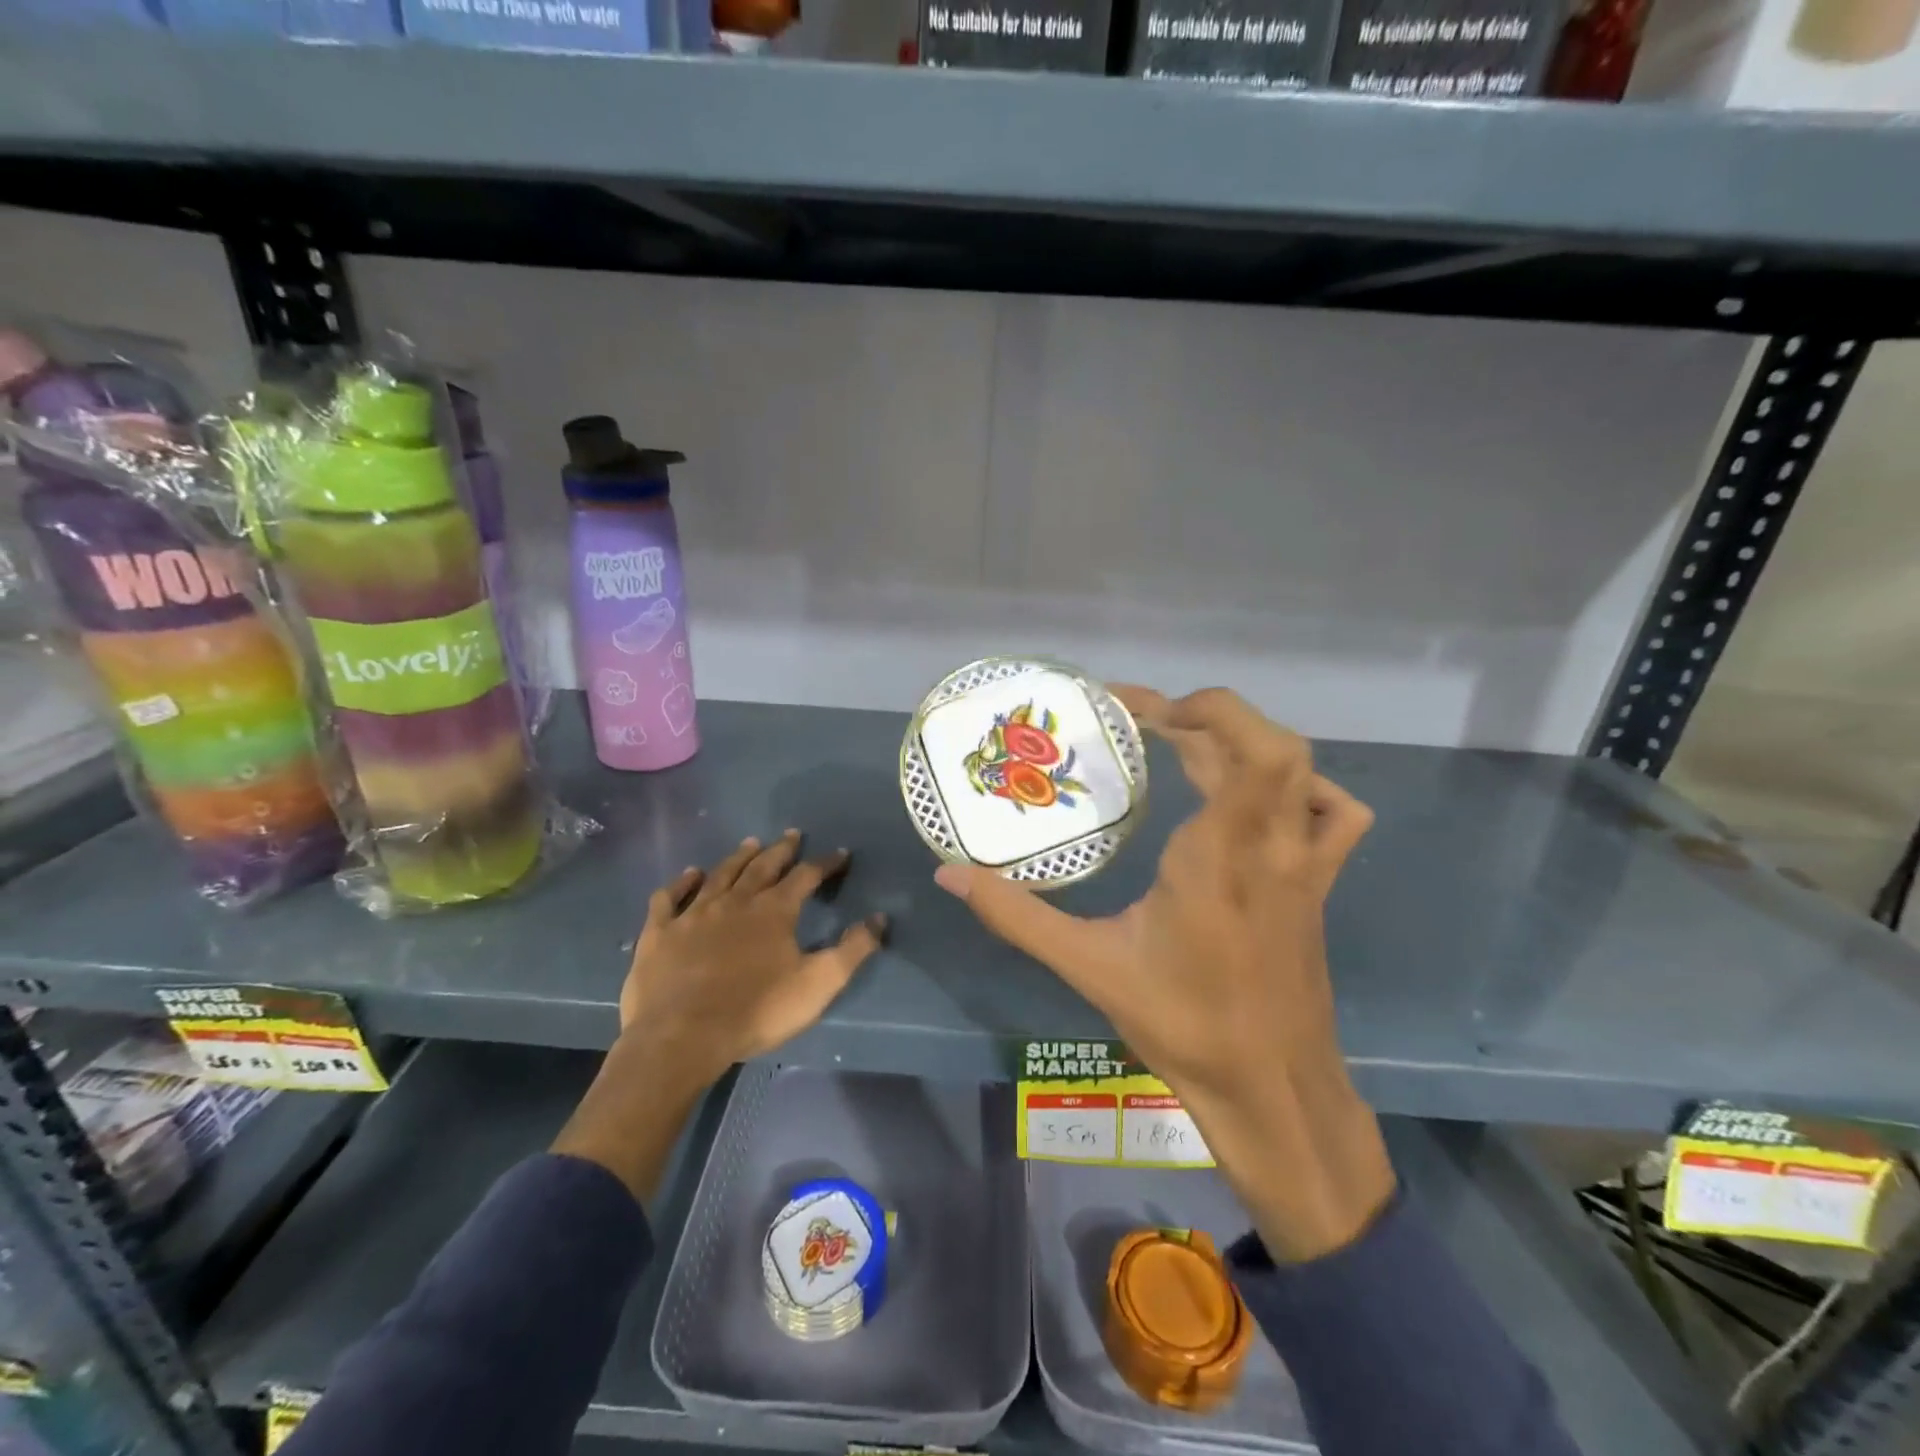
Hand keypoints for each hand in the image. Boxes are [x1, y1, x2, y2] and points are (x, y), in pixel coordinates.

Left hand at [555, 831, 886, 1203]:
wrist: (682, 1037)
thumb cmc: (757, 1011)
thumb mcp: (818, 984)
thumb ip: (852, 950)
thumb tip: (879, 918)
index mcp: (774, 910)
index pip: (807, 876)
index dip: (826, 863)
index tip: (840, 854)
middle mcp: (735, 901)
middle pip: (763, 866)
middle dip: (781, 850)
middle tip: (792, 835)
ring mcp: (694, 913)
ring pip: (720, 874)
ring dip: (738, 857)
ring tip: (750, 843)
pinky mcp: (660, 932)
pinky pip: (670, 897)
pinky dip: (681, 883)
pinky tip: (689, 875)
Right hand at [935, 687, 1395, 1260]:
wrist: (1273, 1090)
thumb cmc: (1184, 1026)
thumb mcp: (1089, 967)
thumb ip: (1016, 916)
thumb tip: (947, 875)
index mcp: (1218, 855)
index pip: (1231, 746)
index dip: (1189, 707)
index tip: (1130, 706)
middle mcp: (1271, 845)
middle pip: (1269, 743)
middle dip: (1206, 714)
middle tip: (1145, 722)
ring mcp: (1305, 864)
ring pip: (1301, 770)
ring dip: (1245, 742)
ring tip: (1189, 746)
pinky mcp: (1318, 884)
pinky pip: (1335, 814)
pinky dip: (1303, 787)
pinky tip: (1259, 800)